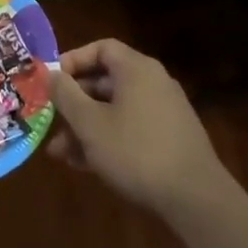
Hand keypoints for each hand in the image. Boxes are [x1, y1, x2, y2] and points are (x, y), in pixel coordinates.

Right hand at [49, 39, 239, 219]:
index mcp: (137, 70)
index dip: (73, 60)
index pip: (101, 48)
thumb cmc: (136, 151)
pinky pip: (130, 129)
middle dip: (74, 102)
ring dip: (85, 127)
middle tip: (50, 120)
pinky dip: (107, 139)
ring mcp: (164, 112)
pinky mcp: (170, 139)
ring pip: (115, 110)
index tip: (52, 81)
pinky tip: (85, 165)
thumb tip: (51, 74)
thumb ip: (66, 95)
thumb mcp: (90, 123)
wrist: (196, 199)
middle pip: (105, 81)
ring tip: (60, 153)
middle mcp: (153, 83)